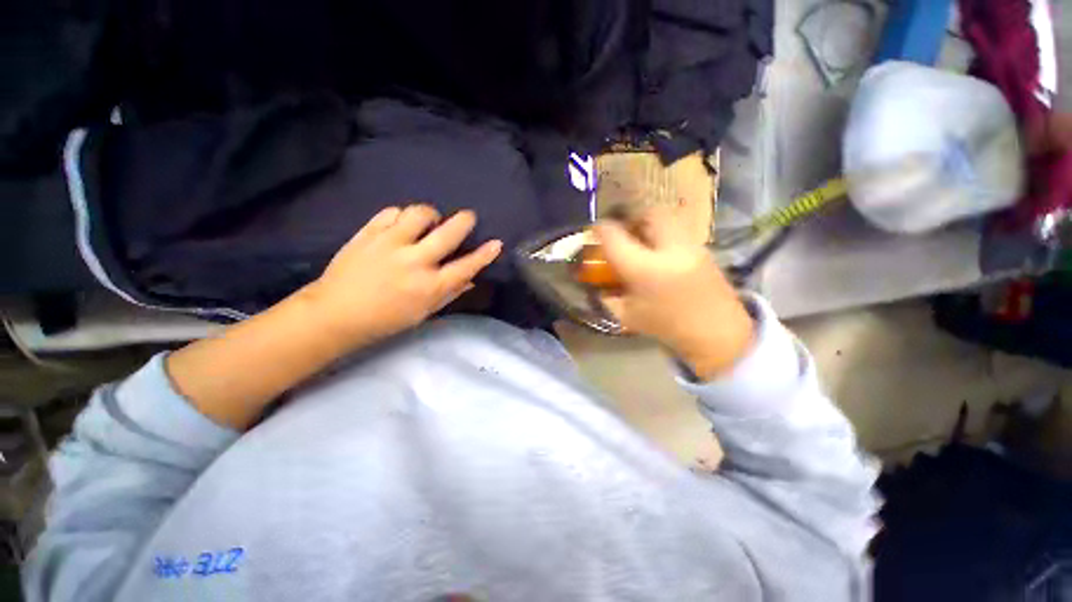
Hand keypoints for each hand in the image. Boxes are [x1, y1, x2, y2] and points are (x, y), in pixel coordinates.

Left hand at [302, 204, 501, 348]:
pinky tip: (403, 223)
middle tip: (468, 217)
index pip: (465, 267)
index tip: (496, 243)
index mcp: (429, 287)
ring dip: (431, 214)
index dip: (484, 254)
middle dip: (464, 221)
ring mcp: (389, 244)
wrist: (335, 313)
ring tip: (430, 221)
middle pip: (447, 233)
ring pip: (419, 214)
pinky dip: (402, 215)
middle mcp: (414, 262)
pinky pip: (391, 212)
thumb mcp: (423, 313)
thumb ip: (450, 293)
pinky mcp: (368, 234)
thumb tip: (471, 279)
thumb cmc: (385, 319)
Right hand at [594, 208, 753, 379]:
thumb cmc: (667, 328)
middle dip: (631, 217)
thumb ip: (609, 296)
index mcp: (644, 269)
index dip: (599, 229)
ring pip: (667, 216)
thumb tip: (598, 282)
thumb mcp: (627, 315)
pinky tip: (660, 252)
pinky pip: (678, 229)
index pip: (614, 236)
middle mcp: (669, 250)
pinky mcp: (704, 249)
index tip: (594, 231)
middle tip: (623, 231)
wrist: (718, 336)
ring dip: (648, 222)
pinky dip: (663, 232)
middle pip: (647, 213)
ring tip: (641, 239)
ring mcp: (691, 246)